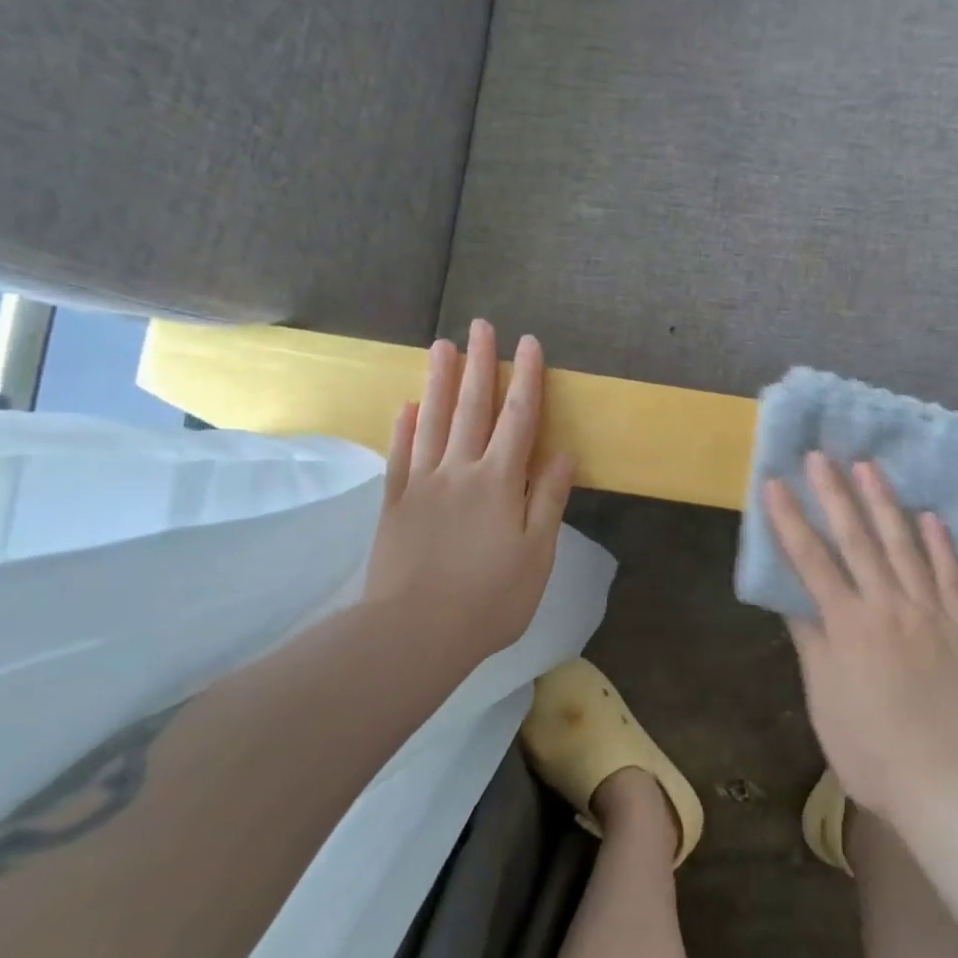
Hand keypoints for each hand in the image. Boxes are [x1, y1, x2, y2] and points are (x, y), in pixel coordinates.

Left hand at [364, 320, 574, 671]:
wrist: (415, 633)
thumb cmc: (490, 598)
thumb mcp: (536, 553)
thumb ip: (547, 499)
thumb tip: (562, 454)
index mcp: (500, 481)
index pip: (519, 418)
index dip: (527, 378)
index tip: (529, 342)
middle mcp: (461, 470)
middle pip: (473, 407)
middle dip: (480, 363)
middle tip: (481, 325)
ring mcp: (423, 483)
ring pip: (432, 420)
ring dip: (439, 380)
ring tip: (442, 345)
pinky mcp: (394, 503)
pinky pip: (400, 455)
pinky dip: (403, 427)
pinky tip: (406, 405)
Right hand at [765, 454, 957, 829]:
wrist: (952, 788)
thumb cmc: (873, 752)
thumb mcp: (826, 701)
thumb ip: (811, 642)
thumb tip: (793, 597)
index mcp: (848, 626)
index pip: (811, 560)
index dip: (790, 520)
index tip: (774, 483)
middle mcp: (888, 607)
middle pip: (857, 540)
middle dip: (835, 494)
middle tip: (822, 456)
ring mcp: (931, 613)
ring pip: (905, 546)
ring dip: (885, 503)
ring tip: (870, 467)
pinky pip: (952, 577)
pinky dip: (941, 545)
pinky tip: (932, 516)